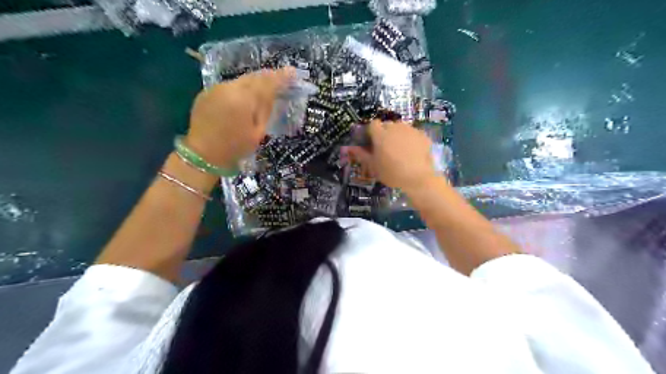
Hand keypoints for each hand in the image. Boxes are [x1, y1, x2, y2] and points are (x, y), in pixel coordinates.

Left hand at [184, 69, 292, 169]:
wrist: (203, 154)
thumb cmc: (236, 147)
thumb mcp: (258, 132)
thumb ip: (266, 109)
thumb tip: (272, 93)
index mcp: (244, 98)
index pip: (267, 82)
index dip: (281, 77)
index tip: (293, 72)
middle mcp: (229, 87)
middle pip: (253, 77)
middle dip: (268, 76)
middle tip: (281, 78)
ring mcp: (216, 88)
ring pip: (241, 80)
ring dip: (254, 82)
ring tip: (264, 87)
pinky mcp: (207, 92)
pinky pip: (229, 86)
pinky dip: (240, 89)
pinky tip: (244, 97)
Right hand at [347, 121, 441, 193]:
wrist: (418, 178)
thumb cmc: (392, 173)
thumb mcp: (374, 166)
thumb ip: (362, 154)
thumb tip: (350, 148)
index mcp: (380, 134)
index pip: (373, 124)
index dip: (372, 132)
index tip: (373, 142)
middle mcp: (395, 127)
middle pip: (387, 125)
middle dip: (385, 133)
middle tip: (386, 148)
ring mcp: (410, 130)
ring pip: (401, 127)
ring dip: (398, 135)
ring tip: (401, 150)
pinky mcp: (422, 135)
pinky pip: (413, 133)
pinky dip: (411, 139)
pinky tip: (413, 152)